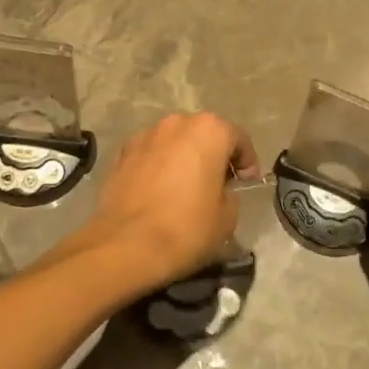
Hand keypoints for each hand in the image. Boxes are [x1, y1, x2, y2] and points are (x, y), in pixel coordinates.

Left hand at [77, 113, 259, 291]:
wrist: (125, 246)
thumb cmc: (186, 228)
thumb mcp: (228, 218)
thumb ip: (230, 194)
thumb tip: (220, 191)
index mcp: (209, 130)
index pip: (238, 138)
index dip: (246, 163)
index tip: (246, 184)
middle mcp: (177, 122)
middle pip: (204, 134)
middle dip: (213, 155)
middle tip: (217, 185)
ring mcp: (145, 135)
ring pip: (174, 142)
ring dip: (183, 158)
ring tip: (184, 188)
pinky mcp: (122, 152)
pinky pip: (151, 155)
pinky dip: (159, 167)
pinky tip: (158, 193)